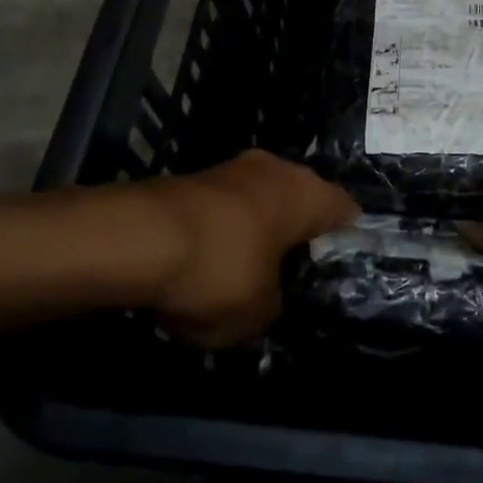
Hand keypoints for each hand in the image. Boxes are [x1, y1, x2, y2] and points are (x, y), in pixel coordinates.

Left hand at [143, 150, 357, 347]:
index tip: (338, 272)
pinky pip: (223, 210)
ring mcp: (231, 168)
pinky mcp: (193, 177)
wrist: (136, 238)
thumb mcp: (260, 313)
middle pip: (300, 203)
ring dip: (255, 233)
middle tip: (292, 275)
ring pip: (258, 204)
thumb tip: (267, 296)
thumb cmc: (220, 271)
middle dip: (296, 236)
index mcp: (307, 193)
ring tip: (245, 274)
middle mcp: (276, 168)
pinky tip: (205, 265)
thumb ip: (276, 304)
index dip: (346, 243)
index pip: (346, 212)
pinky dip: (221, 233)